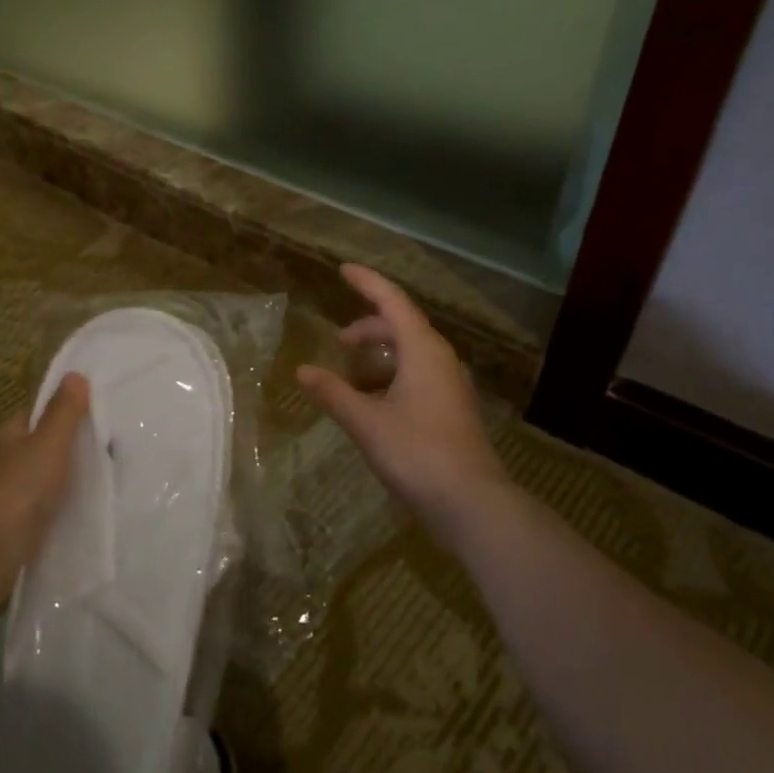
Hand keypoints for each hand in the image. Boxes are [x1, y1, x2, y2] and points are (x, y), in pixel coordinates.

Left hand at [0, 374, 89, 610]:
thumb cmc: (24, 485)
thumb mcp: (51, 441)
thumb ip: (64, 411)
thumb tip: (74, 374)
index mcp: (4, 436)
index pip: (31, 415)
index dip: (57, 412)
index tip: (88, 416)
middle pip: (34, 446)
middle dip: (60, 447)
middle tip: (99, 448)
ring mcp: (1, 494)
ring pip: (36, 477)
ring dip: (57, 477)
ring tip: (93, 478)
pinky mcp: (9, 523)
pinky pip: (37, 504)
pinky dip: (53, 503)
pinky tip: (74, 507)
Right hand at [297, 265, 507, 527]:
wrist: (471, 502)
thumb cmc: (416, 452)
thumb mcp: (366, 421)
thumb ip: (332, 393)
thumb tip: (302, 370)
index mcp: (423, 351)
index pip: (393, 302)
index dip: (367, 283)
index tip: (343, 270)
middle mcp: (441, 360)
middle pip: (402, 327)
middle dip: (369, 327)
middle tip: (339, 340)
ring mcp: (451, 386)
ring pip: (412, 354)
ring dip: (380, 355)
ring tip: (351, 372)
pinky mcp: (452, 409)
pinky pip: (419, 376)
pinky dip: (392, 376)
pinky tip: (373, 402)